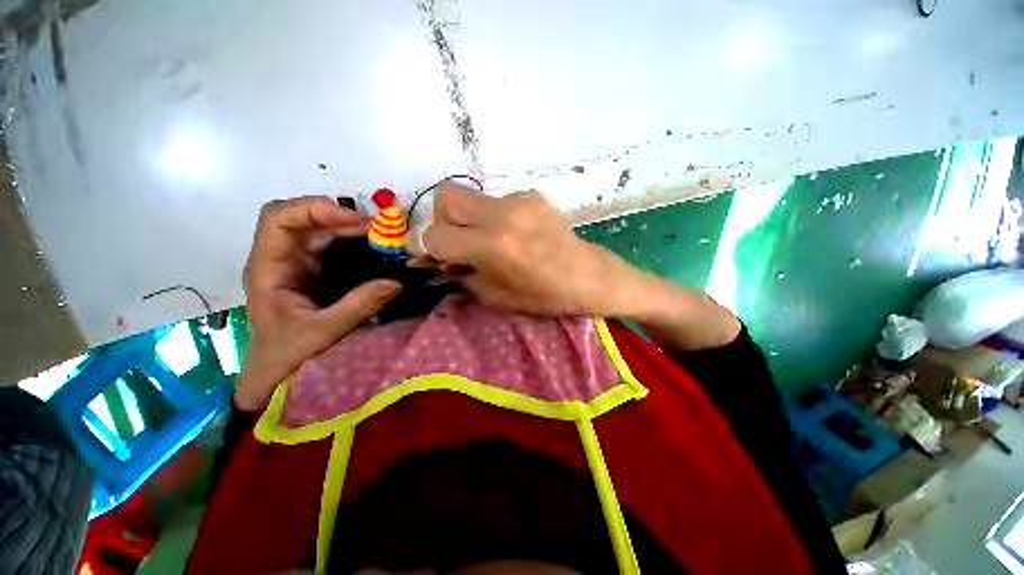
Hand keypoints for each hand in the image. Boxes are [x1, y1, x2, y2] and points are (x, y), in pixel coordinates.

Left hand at [236, 196, 400, 410]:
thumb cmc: (287, 353)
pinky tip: (373, 248)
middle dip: (338, 216)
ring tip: (380, 236)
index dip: (315, 210)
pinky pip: (332, 245)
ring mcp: (297, 263)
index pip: (279, 218)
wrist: (274, 372)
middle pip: (301, 217)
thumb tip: (396, 282)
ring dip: (349, 227)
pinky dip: (353, 241)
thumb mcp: (323, 332)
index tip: (355, 222)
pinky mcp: (313, 271)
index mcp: (269, 268)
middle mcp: (281, 258)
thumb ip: (358, 306)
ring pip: (319, 229)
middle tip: (376, 229)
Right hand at [417, 184, 739, 350]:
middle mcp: (503, 214)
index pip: (435, 235)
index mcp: (494, 245)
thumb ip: (461, 274)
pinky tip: (510, 234)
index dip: (423, 247)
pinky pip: (495, 200)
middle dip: (442, 221)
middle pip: (446, 197)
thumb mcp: (496, 297)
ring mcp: (519, 199)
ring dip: (467, 218)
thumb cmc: (545, 296)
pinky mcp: (531, 194)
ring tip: (486, 240)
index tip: (428, 256)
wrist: (589, 276)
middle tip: (456, 243)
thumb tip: (437, 260)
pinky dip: (491, 216)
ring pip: (469, 196)